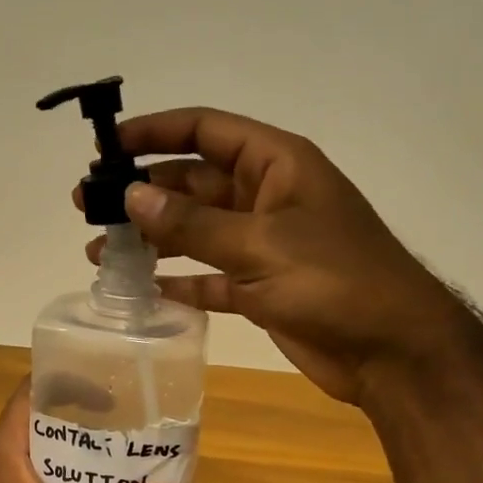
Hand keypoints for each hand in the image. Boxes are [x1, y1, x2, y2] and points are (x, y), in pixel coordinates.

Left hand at [0, 381, 188, 482]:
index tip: (115, 387)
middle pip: (57, 427)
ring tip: (143, 466)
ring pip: (63, 466)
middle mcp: (11, 460)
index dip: (72, 379)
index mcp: (9, 443)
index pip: (37, 389)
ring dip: (97, 466)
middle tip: (144, 429)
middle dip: (98, 426)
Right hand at [77, 107, 469, 405]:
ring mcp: (262, 244)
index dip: (156, 132)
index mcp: (276, 165)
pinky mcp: (260, 287)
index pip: (206, 131)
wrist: (394, 351)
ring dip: (151, 239)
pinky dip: (178, 281)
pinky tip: (142, 289)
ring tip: (100, 252)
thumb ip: (192, 224)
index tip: (108, 147)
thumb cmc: (336, 281)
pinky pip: (208, 276)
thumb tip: (131, 195)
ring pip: (195, 231)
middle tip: (88, 206)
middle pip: (193, 182)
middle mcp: (266, 197)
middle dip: (142, 192)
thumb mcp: (260, 245)